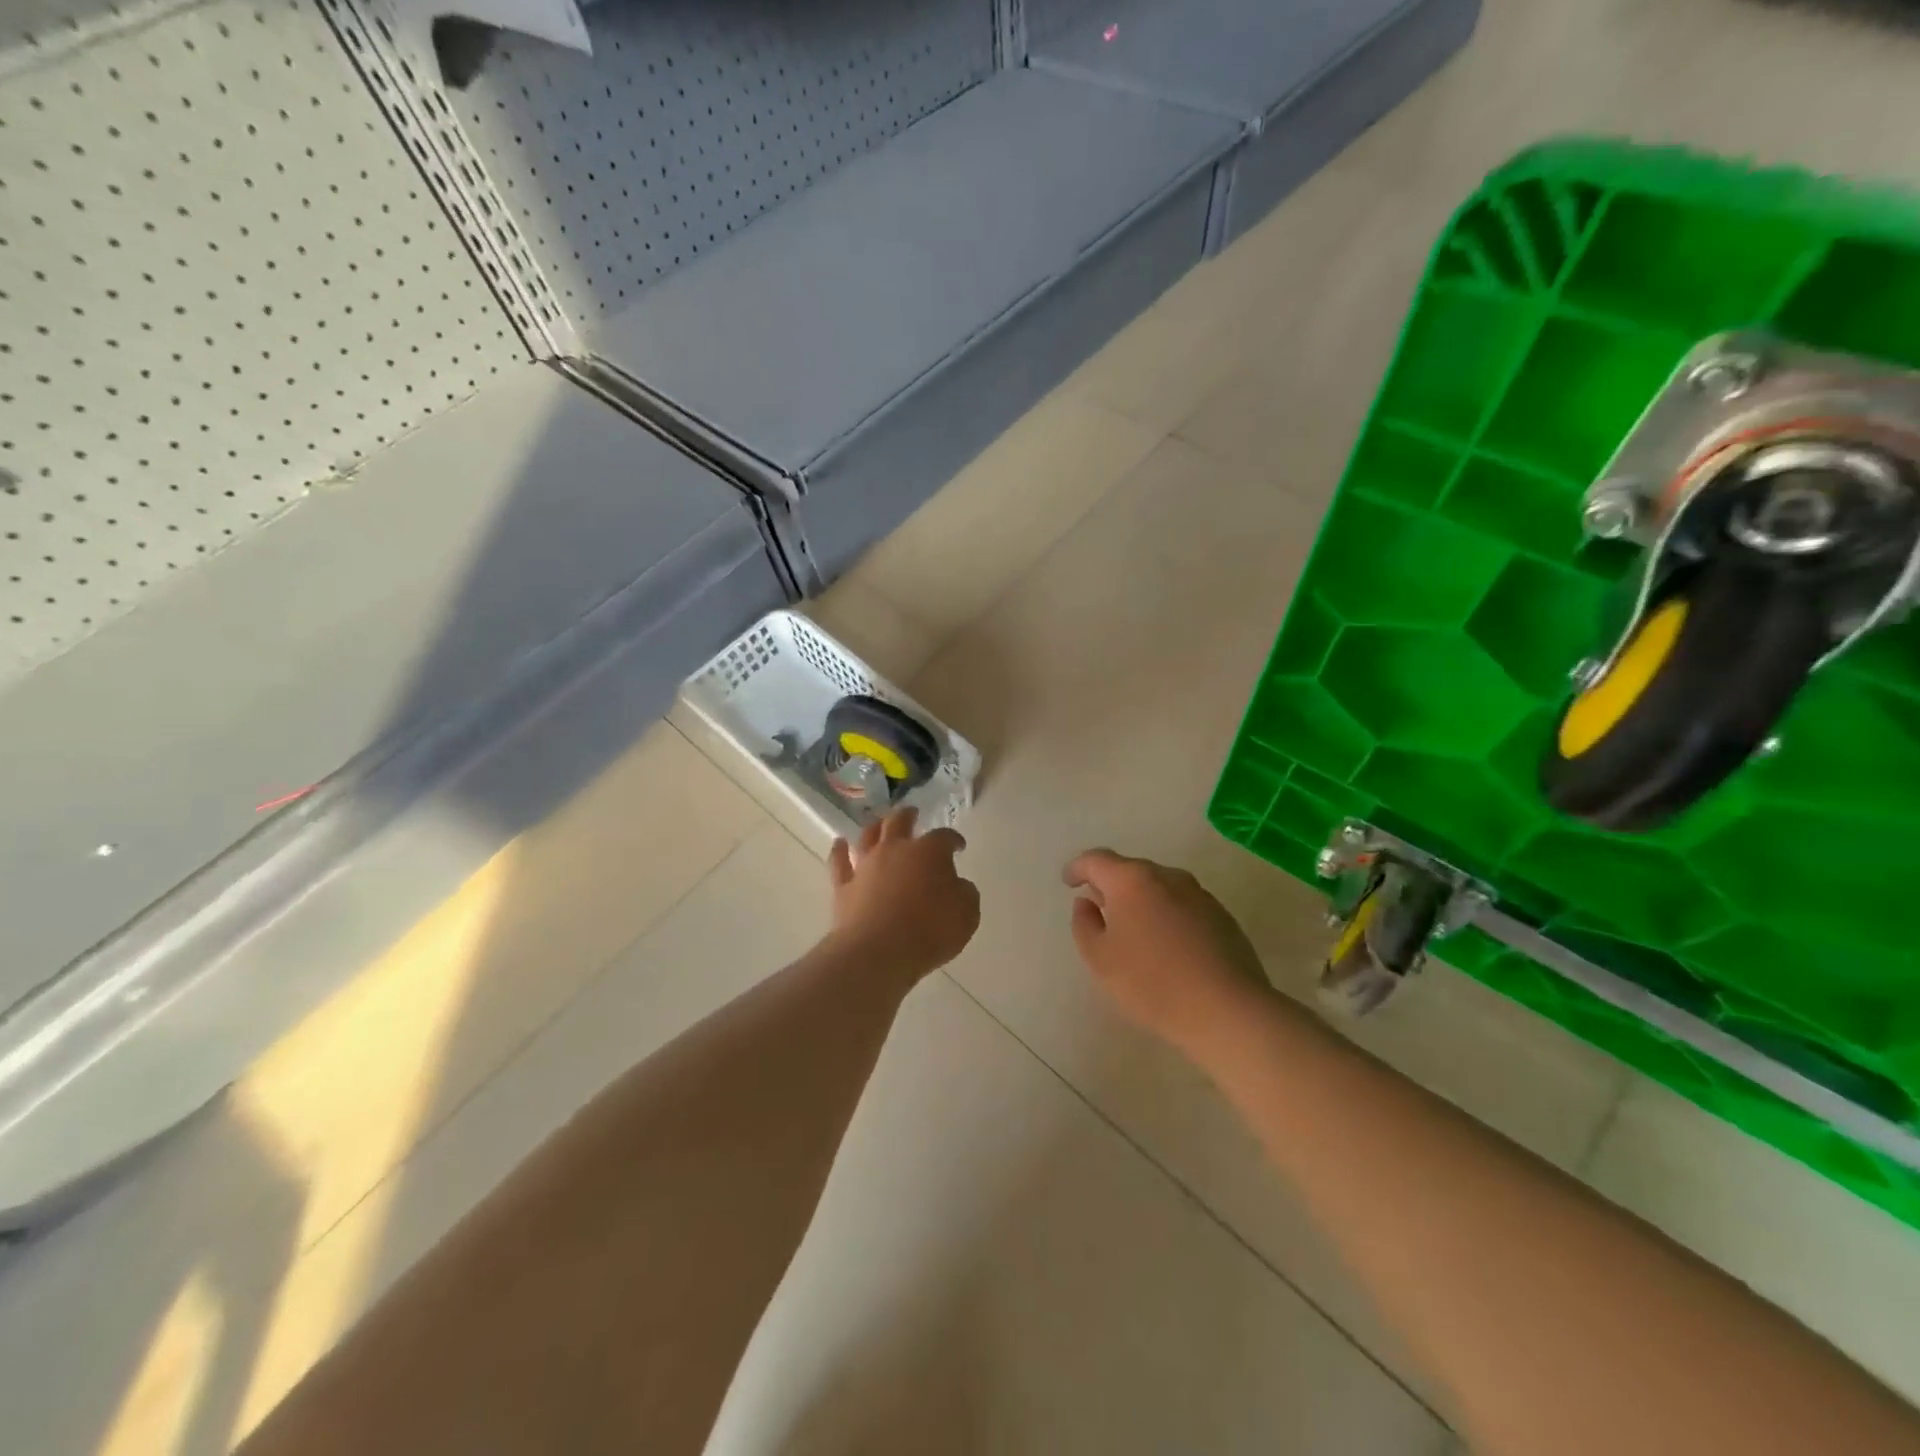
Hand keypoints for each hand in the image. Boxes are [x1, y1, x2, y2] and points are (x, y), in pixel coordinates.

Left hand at [828, 808, 979, 982]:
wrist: (879, 952)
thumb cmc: (929, 931)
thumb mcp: (966, 914)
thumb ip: (964, 893)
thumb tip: (957, 885)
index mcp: (929, 852)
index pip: (944, 837)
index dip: (953, 839)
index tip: (958, 846)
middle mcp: (895, 850)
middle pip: (900, 823)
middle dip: (908, 816)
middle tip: (912, 812)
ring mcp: (866, 865)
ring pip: (868, 836)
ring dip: (875, 827)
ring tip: (878, 823)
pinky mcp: (844, 886)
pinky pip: (839, 862)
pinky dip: (839, 850)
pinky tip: (839, 843)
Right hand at [1064, 849, 1269, 1057]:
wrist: (1227, 1010)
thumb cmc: (1152, 983)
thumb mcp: (1100, 959)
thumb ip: (1084, 924)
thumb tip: (1087, 903)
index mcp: (1132, 880)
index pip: (1096, 860)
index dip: (1078, 868)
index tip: (1068, 881)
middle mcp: (1167, 876)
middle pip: (1130, 870)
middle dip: (1111, 884)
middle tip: (1098, 906)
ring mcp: (1198, 894)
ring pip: (1159, 887)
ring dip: (1141, 900)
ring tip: (1132, 928)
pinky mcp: (1221, 916)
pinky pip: (1182, 905)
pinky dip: (1166, 915)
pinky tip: (1166, 945)